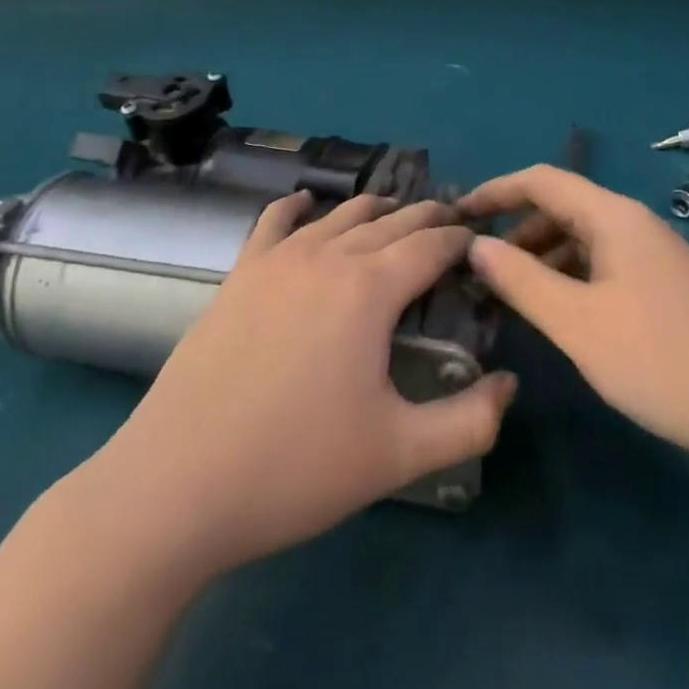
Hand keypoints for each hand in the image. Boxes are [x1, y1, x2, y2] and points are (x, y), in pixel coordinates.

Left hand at [85, 191, 515, 580]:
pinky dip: (297, 206)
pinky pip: (273, 221)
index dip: (462, 238)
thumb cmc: (296, 468)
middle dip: (428, 217)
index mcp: (371, 288)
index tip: (481, 242)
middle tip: (451, 226)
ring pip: (340, 214)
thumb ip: (469, 421)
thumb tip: (510, 385)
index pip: (432, 243)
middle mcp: (328, 256)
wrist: (178, 485)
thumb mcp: (398, 455)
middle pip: (391, 220)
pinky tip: (305, 203)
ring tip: (397, 217)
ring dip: (376, 210)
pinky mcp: (239, 274)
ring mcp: (278, 260)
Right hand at [461, 165, 688, 463]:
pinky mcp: (663, 287)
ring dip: (541, 258)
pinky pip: (602, 266)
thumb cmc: (660, 358)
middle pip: (561, 207)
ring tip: (506, 295)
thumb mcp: (578, 322)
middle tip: (476, 266)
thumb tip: (475, 245)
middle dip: (515, 230)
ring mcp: (652, 255)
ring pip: (582, 240)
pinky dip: (569, 278)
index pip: (541, 180)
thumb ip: (521, 280)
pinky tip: (556, 314)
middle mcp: (632, 223)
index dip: (495, 191)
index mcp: (612, 216)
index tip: (457, 214)